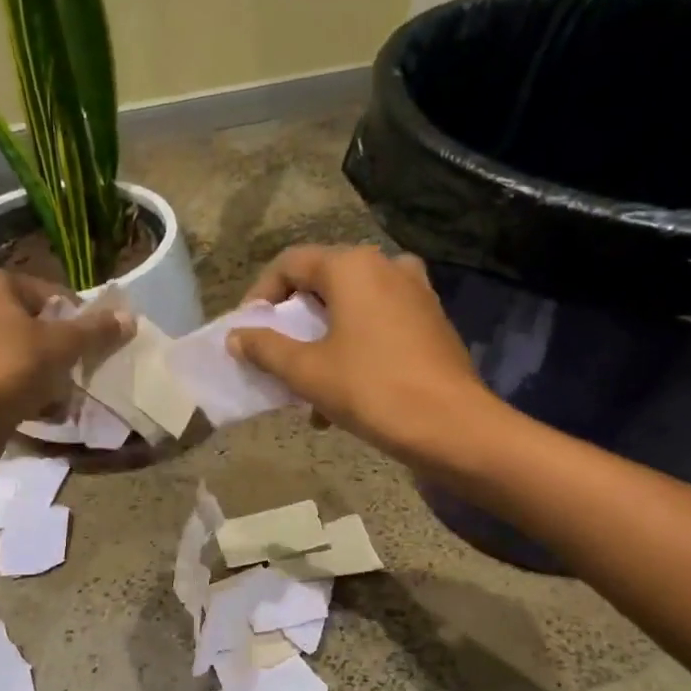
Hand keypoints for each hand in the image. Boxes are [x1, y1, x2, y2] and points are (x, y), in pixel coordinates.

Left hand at [0, 269, 130, 424]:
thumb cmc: (8, 369)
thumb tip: (128, 318)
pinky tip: (34, 411)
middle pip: (28, 324)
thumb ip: (95, 331)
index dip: (77, 319)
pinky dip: (12, 391)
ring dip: (37, 374)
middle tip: (77, 373)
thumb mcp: (61, 346)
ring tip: (59, 398)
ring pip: (10, 353)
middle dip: (55, 350)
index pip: (48, 293)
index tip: (94, 346)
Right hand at [228, 246, 494, 466]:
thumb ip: (266, 348)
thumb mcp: (307, 371)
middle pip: (323, 283)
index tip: (247, 332)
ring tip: (309, 385)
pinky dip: (355, 347)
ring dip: (324, 340)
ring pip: (352, 307)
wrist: (454, 427)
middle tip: (276, 357)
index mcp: (353, 266)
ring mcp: (415, 292)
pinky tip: (345, 394)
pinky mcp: (432, 321)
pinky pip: (380, 323)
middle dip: (294, 323)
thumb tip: (236, 337)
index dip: (260, 295)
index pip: (290, 264)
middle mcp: (386, 266)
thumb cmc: (372, 390)